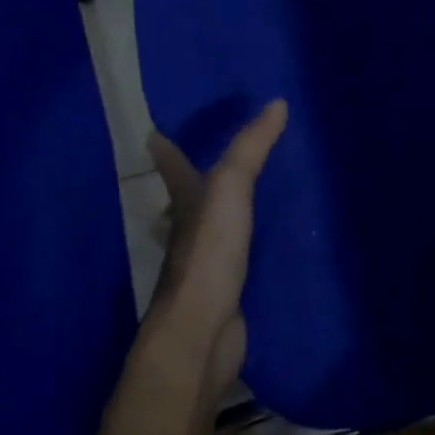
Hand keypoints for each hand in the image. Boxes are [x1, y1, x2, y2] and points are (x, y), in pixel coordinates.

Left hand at [145, 100, 287, 391]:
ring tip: (247, 190)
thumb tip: (278, 102)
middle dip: (194, 175)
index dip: (165, 145)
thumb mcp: (230, 187)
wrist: (202, 331)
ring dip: (222, 208)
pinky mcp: (225, 287)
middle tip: (213, 152)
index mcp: (184, 199)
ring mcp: (205, 259)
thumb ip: (251, 147)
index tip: (155, 128)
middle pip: (188, 194)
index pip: (171, 162)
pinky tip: (264, 241)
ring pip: (212, 224)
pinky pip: (236, 254)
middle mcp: (188, 226)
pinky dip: (245, 243)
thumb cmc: (208, 251)